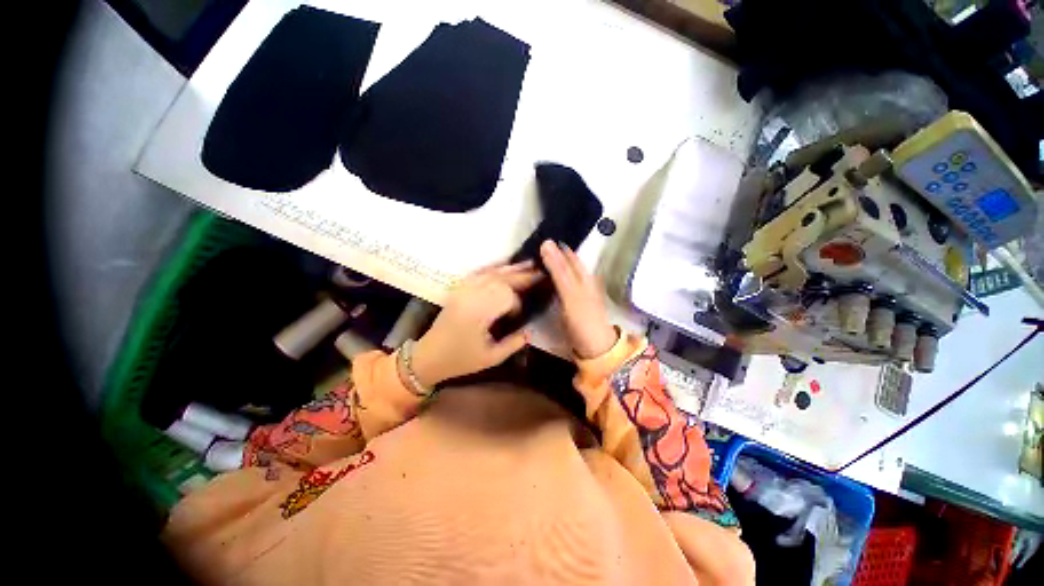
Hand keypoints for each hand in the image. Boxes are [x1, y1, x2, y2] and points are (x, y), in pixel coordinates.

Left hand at [412, 262, 540, 386]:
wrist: (428, 356)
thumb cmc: (460, 360)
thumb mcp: (491, 358)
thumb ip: (514, 343)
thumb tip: (530, 331)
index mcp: (479, 313)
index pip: (506, 297)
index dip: (517, 304)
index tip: (520, 315)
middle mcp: (471, 296)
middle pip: (501, 280)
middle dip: (522, 276)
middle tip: (540, 273)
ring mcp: (463, 290)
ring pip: (491, 273)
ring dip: (511, 268)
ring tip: (528, 263)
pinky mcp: (459, 289)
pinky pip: (478, 272)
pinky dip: (493, 267)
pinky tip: (504, 265)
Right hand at [540, 240, 617, 358]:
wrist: (593, 346)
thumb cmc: (583, 318)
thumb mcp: (570, 292)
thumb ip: (558, 270)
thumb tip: (546, 243)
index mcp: (583, 274)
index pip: (567, 254)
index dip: (555, 247)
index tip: (536, 241)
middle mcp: (581, 279)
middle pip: (565, 263)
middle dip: (551, 256)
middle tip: (530, 253)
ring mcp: (576, 292)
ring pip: (562, 273)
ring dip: (549, 268)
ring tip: (532, 264)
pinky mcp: (571, 302)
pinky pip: (559, 285)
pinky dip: (550, 281)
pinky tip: (542, 282)